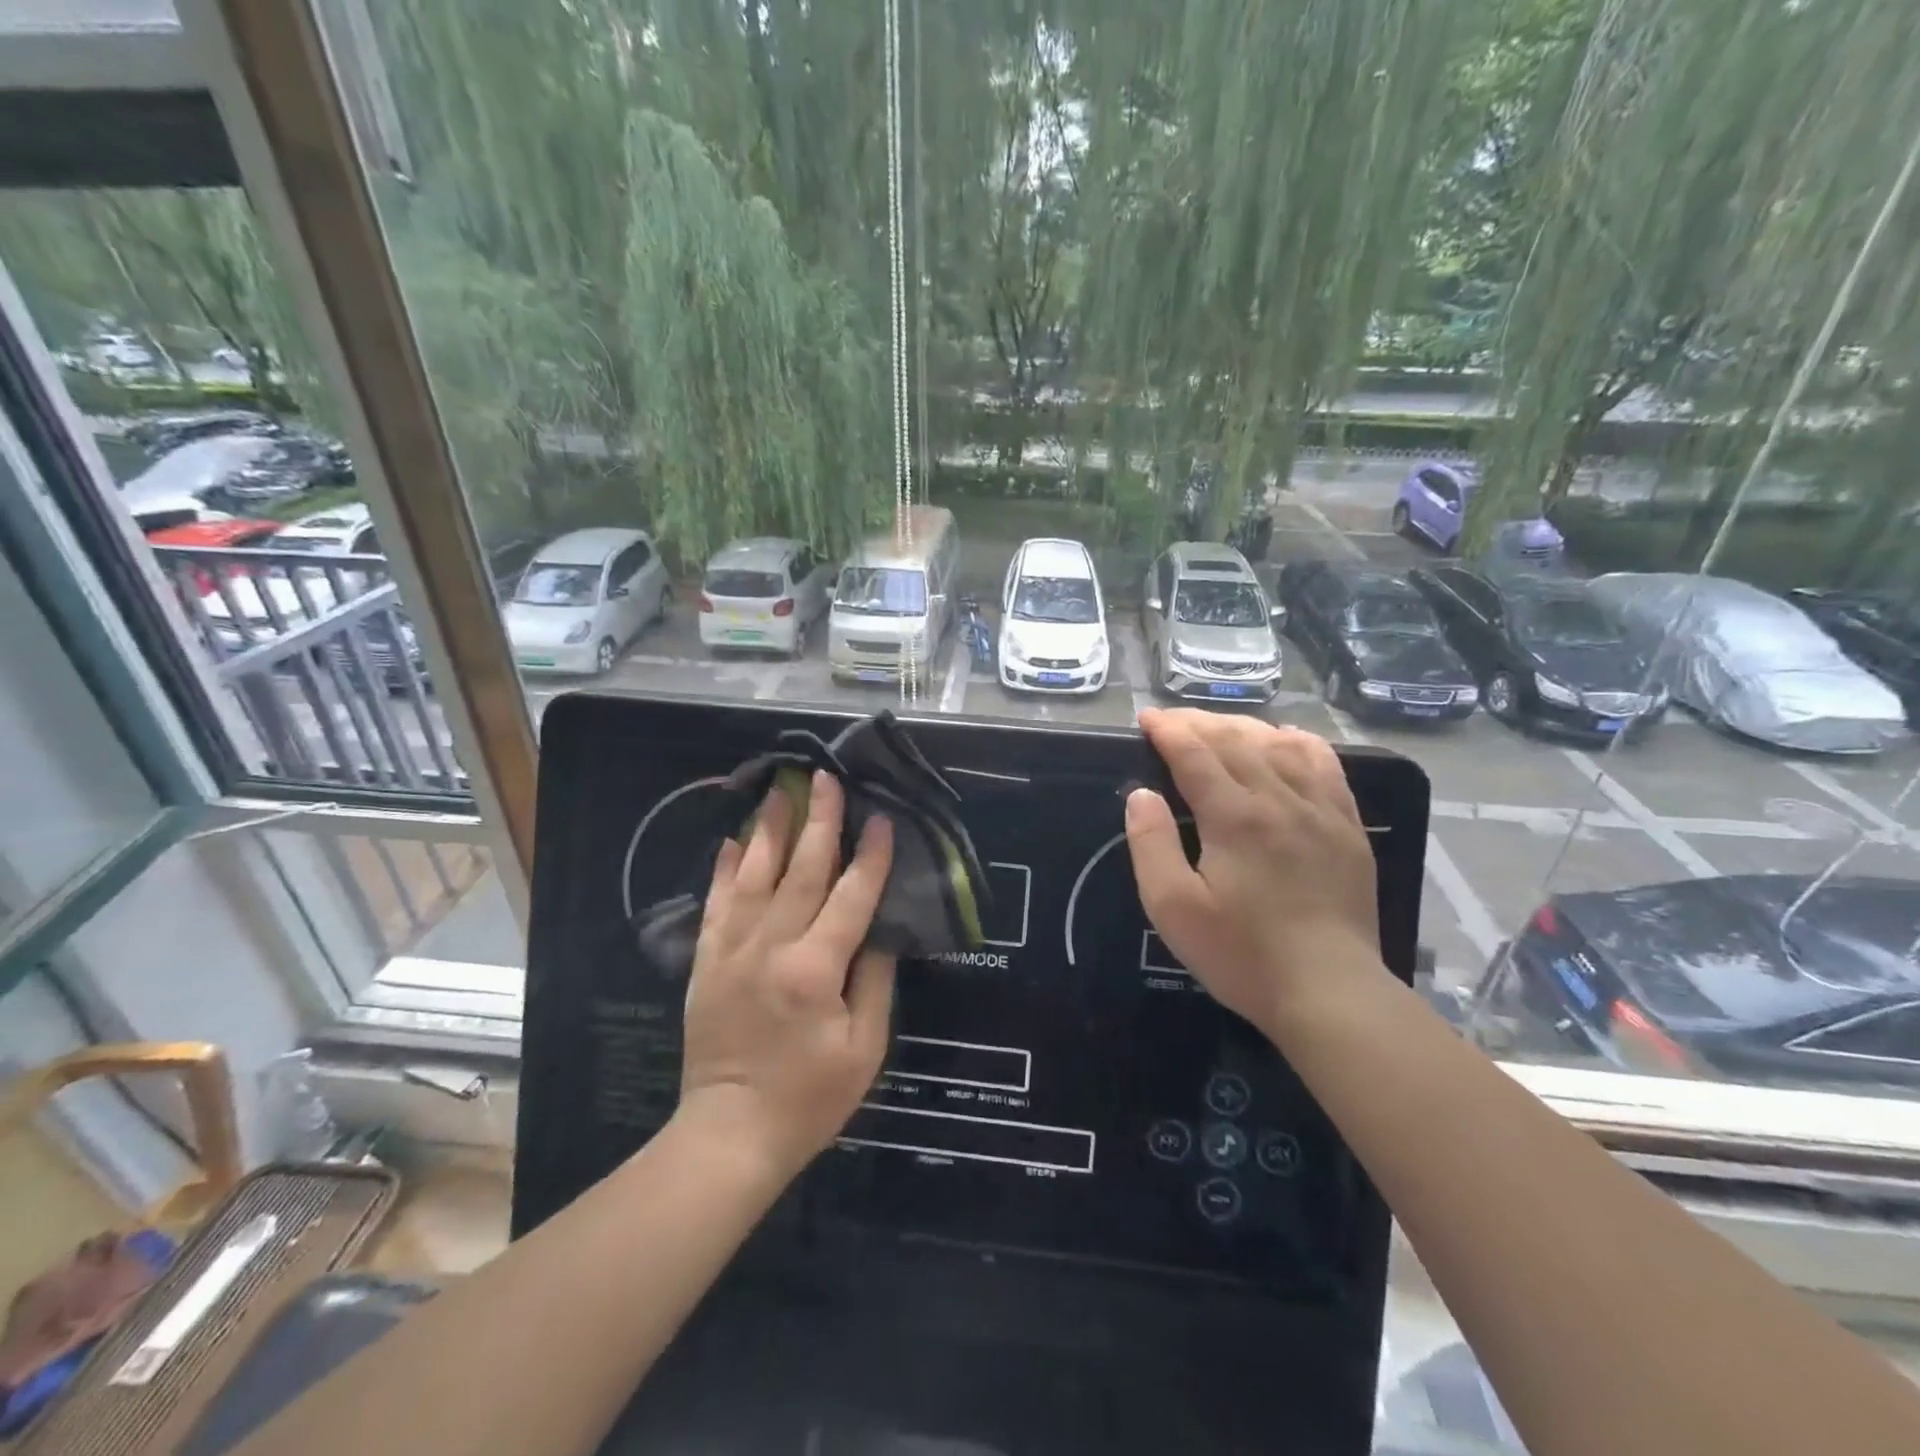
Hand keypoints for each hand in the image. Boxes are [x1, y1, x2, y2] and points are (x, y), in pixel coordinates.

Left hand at [678, 771, 895, 1182]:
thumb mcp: (865, 1047)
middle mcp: (771, 948)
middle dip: (818, 820)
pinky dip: (723, 870)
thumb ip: (874, 979)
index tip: (882, 818)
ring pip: (753, 875)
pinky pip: (715, 904)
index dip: (871, 856)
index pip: (851, 896)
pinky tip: (730, 841)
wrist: (730, 1134)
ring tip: (779, 790)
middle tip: (826, 779)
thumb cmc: (810, 1097)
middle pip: (800, 871)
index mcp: (815, 969)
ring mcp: (731, 951)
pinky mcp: (706, 962)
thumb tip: (881, 927)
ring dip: (768, 830)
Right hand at [1124, 709, 1381, 1032]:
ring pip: (1279, 744)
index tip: (1145, 720)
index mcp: (1234, 816)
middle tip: (1170, 721)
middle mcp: (1279, 798)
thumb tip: (1141, 794)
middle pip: (1235, 739)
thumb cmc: (1241, 953)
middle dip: (1197, 723)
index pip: (1194, 752)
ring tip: (1217, 728)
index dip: (1167, 730)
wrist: (1330, 991)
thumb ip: (1151, 844)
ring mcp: (1320, 809)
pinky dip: (1299, 742)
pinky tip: (1285, 738)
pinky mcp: (1347, 826)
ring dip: (1242, 727)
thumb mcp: (1173, 908)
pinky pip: (1325, 764)